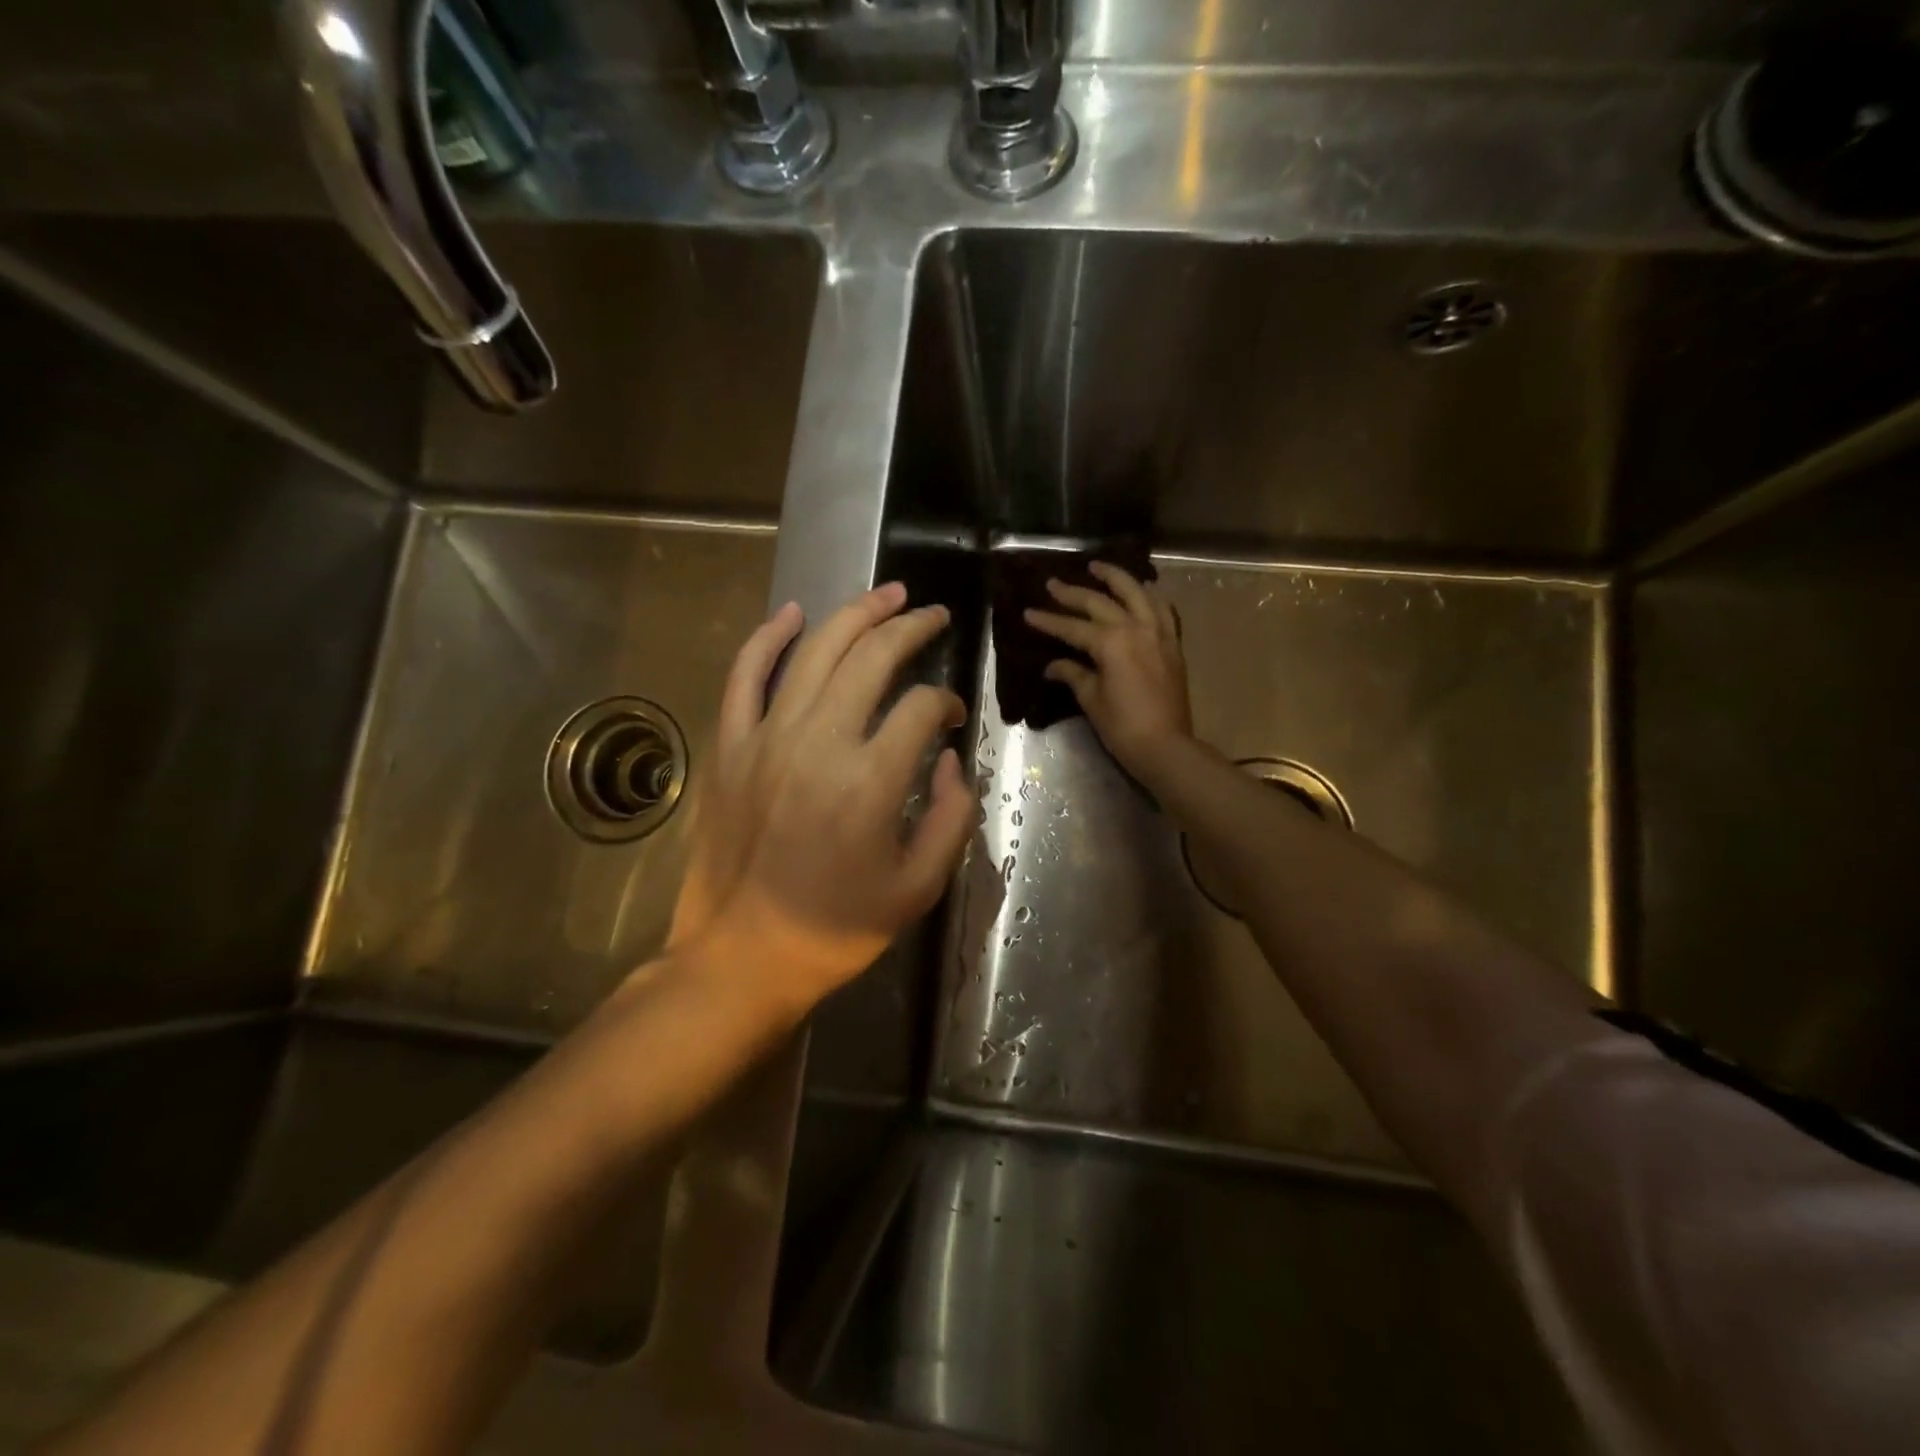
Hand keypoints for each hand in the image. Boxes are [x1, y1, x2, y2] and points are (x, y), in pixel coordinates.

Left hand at [668, 583, 972, 1013]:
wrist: (742, 956)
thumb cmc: (836, 929)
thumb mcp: (918, 888)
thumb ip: (950, 816)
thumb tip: (946, 756)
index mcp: (870, 781)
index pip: (920, 708)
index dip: (946, 702)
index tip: (952, 716)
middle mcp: (818, 743)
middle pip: (871, 658)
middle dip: (910, 627)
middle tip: (932, 614)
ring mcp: (764, 738)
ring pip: (814, 651)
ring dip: (855, 614)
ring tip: (886, 593)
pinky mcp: (728, 746)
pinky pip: (744, 675)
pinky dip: (768, 638)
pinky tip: (793, 612)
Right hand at [1025, 562, 1194, 781]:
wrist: (1166, 746)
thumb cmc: (1122, 726)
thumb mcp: (1092, 700)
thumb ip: (1074, 674)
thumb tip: (1054, 665)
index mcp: (1111, 642)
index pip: (1072, 627)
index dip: (1049, 620)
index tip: (1028, 612)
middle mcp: (1135, 628)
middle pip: (1100, 602)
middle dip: (1073, 593)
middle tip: (1053, 584)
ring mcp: (1158, 633)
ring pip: (1136, 593)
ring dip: (1116, 578)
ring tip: (1098, 567)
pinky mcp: (1172, 644)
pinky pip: (1161, 609)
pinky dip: (1149, 596)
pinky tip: (1141, 590)